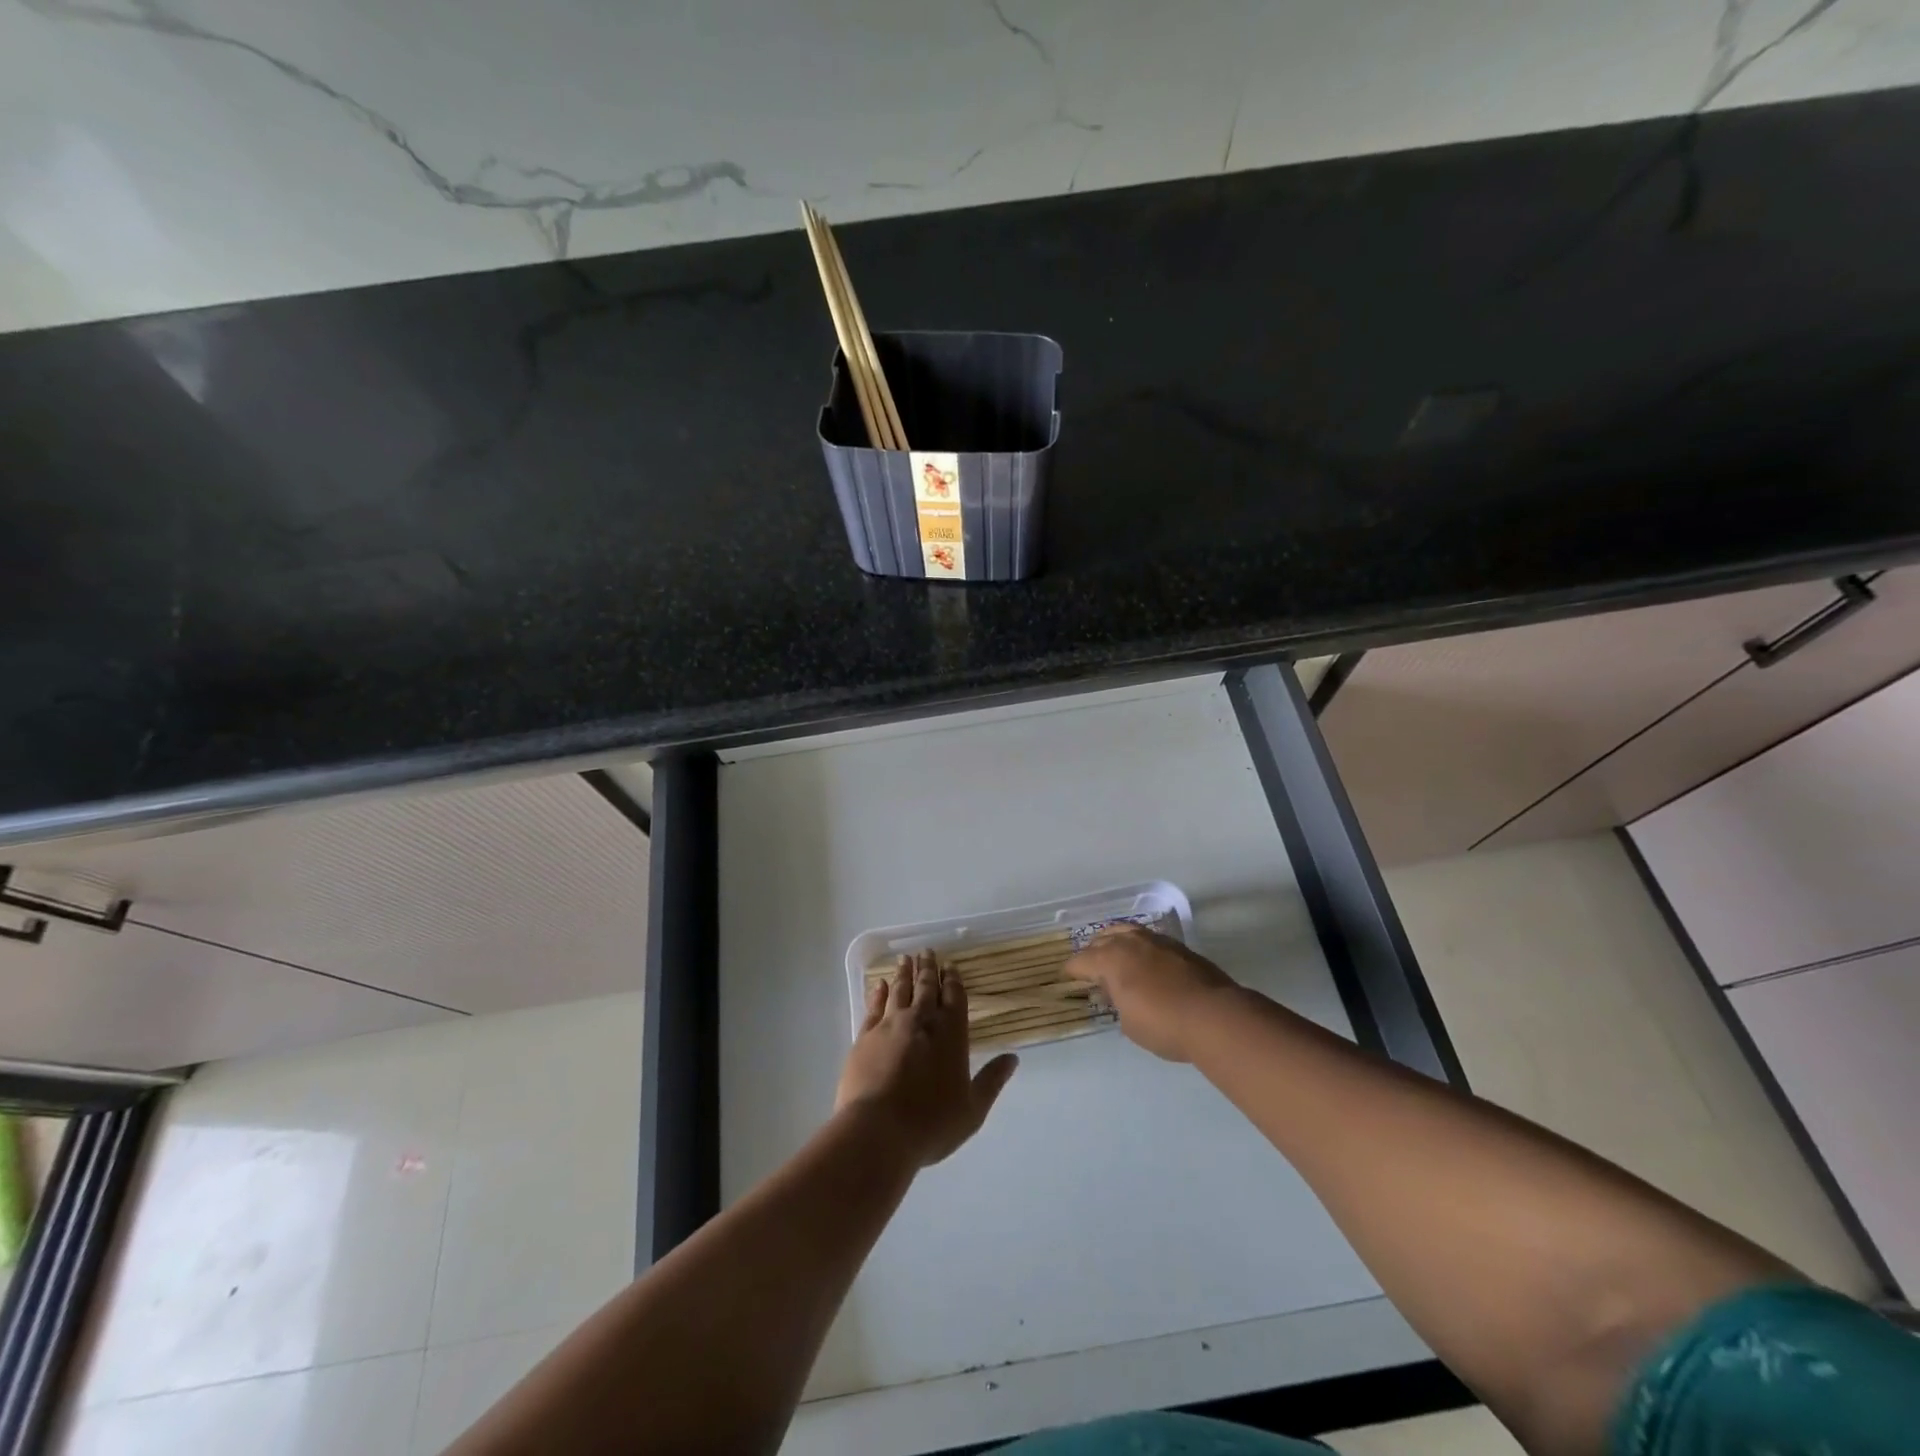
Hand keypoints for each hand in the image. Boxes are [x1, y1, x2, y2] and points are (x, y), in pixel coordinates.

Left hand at [836, 950, 1018, 1167]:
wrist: (878, 1131)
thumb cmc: (931, 1124)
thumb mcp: (972, 1109)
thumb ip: (992, 1080)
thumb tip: (1013, 1058)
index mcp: (951, 1035)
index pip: (954, 998)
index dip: (953, 980)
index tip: (951, 965)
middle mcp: (922, 1022)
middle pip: (926, 987)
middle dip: (928, 968)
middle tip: (927, 951)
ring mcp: (890, 1026)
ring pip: (900, 991)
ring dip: (904, 973)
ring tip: (905, 958)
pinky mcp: (865, 1036)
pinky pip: (873, 1006)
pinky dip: (878, 993)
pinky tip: (878, 984)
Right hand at [1064, 924, 1238, 1061]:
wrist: (1214, 1016)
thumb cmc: (1163, 1024)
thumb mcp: (1129, 1023)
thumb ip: (1118, 1002)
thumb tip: (1116, 992)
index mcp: (1110, 959)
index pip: (1081, 961)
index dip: (1071, 970)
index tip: (1066, 977)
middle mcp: (1130, 942)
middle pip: (1102, 939)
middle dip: (1092, 952)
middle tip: (1089, 967)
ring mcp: (1157, 940)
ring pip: (1127, 931)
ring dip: (1116, 941)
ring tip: (1114, 954)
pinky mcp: (1179, 946)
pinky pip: (1149, 939)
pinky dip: (1139, 946)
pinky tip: (1144, 960)